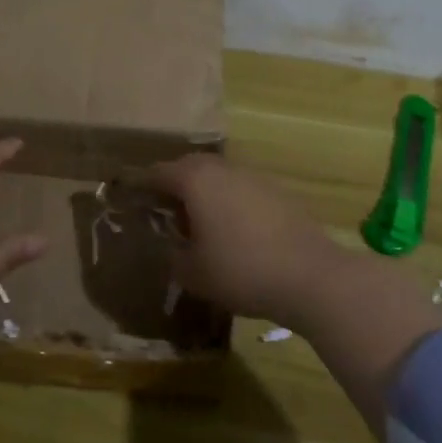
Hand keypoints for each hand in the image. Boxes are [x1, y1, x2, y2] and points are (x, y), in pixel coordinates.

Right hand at [144, 154, 355, 325]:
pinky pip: (242, 190)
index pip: (158, 173)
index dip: (141, 185)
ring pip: (219, 177)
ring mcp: (254, 178)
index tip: (131, 197)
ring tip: (199, 223)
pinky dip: (230, 202)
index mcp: (196, 180)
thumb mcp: (193, 273)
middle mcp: (223, 169)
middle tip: (164, 210)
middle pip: (190, 167)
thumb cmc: (241, 270)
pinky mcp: (278, 193)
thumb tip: (171, 247)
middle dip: (174, 184)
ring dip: (205, 192)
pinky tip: (234, 231)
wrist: (310, 276)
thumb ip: (173, 256)